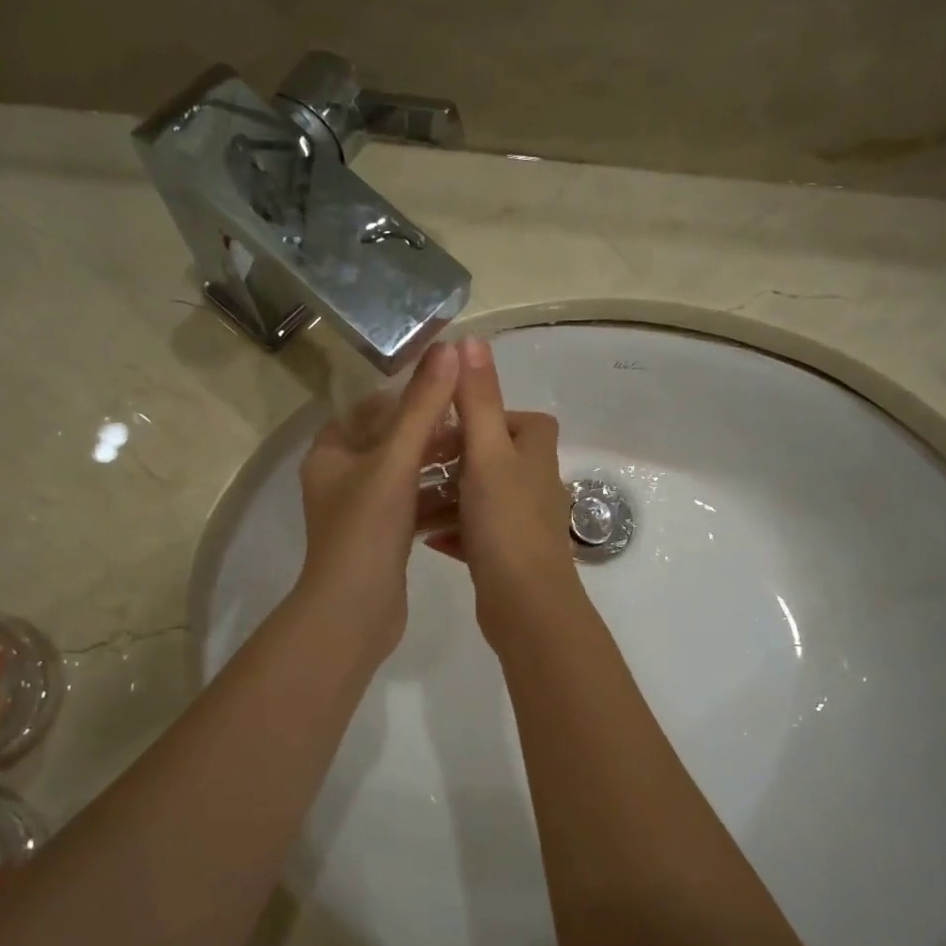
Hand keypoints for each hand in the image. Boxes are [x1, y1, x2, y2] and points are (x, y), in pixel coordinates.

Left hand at [295, 341, 461, 665]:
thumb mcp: (396, 460)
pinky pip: (414, 507)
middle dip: (431, 432)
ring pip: (406, 476)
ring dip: (439, 466)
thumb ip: (423, 405)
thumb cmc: (366, 528)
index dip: (405, 393)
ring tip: (481, 455)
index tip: (446, 386)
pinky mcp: (384, 539)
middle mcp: (341, 478)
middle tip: (473, 422)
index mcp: (330, 453)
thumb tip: (451, 349)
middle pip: (390, 441)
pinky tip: (473, 494)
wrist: (355, 612)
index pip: (367, 407)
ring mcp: (363, 512)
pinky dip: (438, 499)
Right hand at [426, 336, 586, 646]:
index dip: (478, 417)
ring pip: (478, 495)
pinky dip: (451, 530)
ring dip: (445, 497)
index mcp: (536, 451)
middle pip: (489, 456)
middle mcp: (535, 481)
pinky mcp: (507, 553)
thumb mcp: (487, 453)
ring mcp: (522, 520)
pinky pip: (474, 531)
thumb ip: (479, 400)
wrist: (525, 605)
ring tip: (409, 501)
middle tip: (414, 465)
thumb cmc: (506, 522)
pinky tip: (425, 537)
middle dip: (451, 460)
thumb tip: (471, 340)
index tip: (443, 427)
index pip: (512, 417)